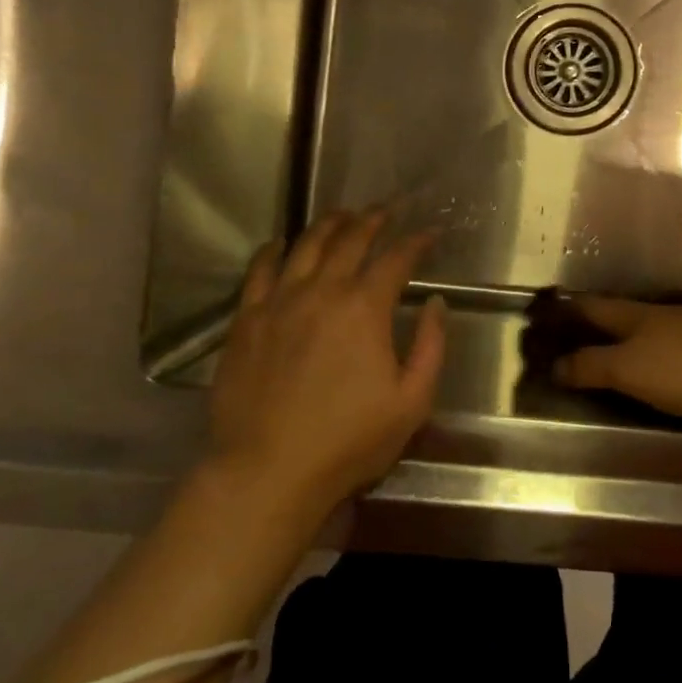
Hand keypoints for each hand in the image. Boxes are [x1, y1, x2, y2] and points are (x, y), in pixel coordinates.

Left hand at [205, 211, 444, 516]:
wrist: (268, 471)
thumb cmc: (348, 441)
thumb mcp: (412, 402)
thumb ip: (430, 346)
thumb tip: (435, 302)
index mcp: (365, 308)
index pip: (396, 259)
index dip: (416, 242)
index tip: (429, 234)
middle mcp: (322, 291)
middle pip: (350, 241)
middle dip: (372, 221)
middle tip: (385, 211)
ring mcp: (279, 302)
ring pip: (305, 246)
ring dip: (328, 225)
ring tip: (341, 215)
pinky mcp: (246, 320)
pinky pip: (259, 271)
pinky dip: (273, 250)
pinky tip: (281, 243)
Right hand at [549, 296, 681, 422]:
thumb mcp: (630, 370)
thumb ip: (591, 366)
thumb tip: (554, 364)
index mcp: (634, 314)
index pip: (590, 306)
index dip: (565, 310)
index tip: (542, 315)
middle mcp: (660, 314)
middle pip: (619, 313)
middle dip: (594, 322)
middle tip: (570, 334)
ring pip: (647, 327)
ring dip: (625, 336)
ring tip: (608, 348)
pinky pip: (671, 346)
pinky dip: (654, 352)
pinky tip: (656, 363)